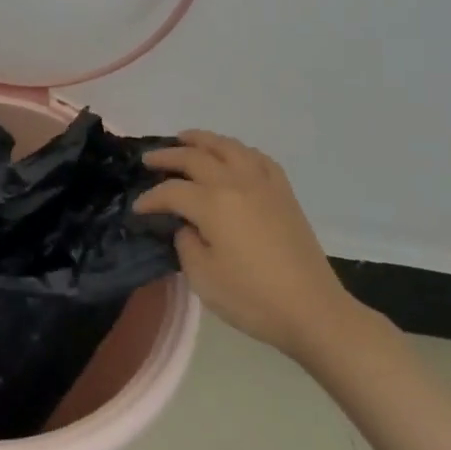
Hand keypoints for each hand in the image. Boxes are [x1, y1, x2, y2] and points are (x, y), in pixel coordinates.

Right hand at [138, 131, 367, 360]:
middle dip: (168, 156)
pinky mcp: (284, 193)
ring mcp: (263, 184)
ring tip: (185, 138)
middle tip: (149, 159)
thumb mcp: (202, 277)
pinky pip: (258, 158)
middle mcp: (236, 182)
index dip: (150, 198)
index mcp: (212, 203)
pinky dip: (238, 150)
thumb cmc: (252, 298)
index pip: (171, 191)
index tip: (137, 209)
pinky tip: (233, 155)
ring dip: (202, 140)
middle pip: (196, 157)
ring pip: (228, 147)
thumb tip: (187, 225)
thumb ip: (186, 243)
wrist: (313, 311)